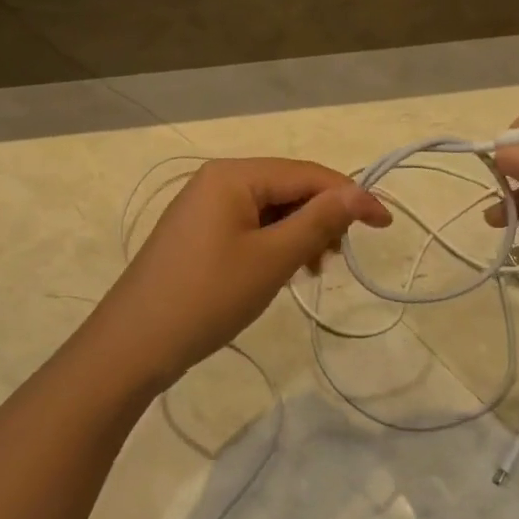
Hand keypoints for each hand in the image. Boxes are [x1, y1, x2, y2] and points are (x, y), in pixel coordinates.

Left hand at [91, 158, 390, 390]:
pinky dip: (273, 243)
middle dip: (320, 217)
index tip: (386, 225)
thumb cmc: (207, 297)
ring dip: (298, 233)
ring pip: (269, 208)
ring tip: (311, 271)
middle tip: (337, 259)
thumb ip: (318, 221)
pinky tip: (281, 271)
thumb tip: (359, 192)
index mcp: (234, 175)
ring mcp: (203, 205)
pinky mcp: (197, 232)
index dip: (350, 195)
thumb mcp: (271, 259)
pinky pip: (248, 225)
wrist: (132, 345)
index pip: (306, 173)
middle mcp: (217, 179)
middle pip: (287, 187)